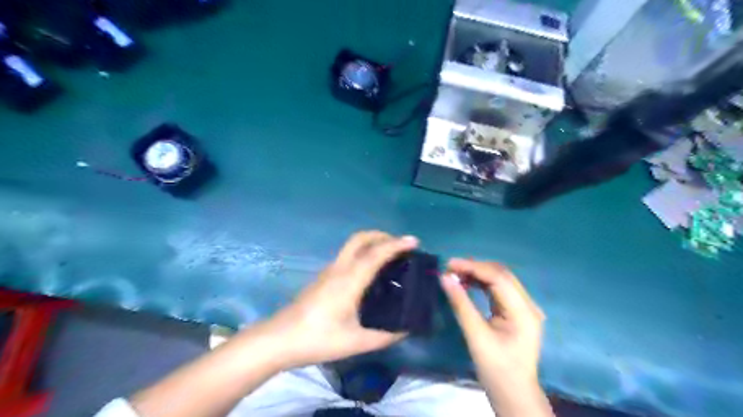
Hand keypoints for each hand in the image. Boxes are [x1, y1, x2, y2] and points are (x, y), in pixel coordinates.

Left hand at [265, 231, 415, 368]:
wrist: (280, 339)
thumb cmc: (318, 339)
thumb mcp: (356, 342)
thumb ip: (384, 336)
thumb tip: (406, 329)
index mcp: (350, 280)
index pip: (376, 254)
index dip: (396, 245)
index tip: (414, 241)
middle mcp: (340, 269)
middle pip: (360, 238)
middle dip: (382, 235)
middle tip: (400, 246)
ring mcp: (329, 271)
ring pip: (352, 245)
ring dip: (372, 243)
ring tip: (389, 256)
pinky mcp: (324, 277)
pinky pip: (348, 255)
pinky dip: (363, 252)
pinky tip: (370, 271)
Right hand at [441, 260, 544, 403]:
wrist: (513, 394)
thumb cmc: (496, 369)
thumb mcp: (476, 336)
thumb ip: (461, 304)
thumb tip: (445, 278)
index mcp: (523, 311)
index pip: (498, 278)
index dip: (473, 267)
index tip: (450, 264)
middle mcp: (527, 304)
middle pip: (501, 275)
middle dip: (475, 267)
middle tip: (450, 267)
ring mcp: (523, 308)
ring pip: (500, 280)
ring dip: (478, 273)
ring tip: (455, 273)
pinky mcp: (515, 312)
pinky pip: (498, 290)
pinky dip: (482, 283)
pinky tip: (467, 283)